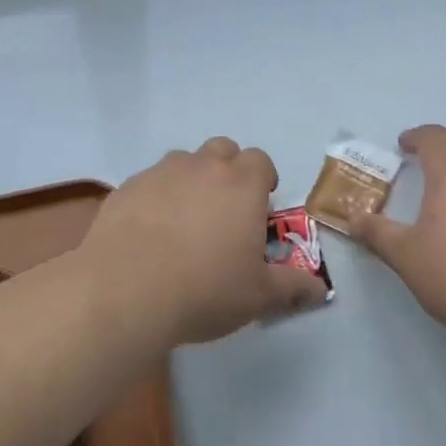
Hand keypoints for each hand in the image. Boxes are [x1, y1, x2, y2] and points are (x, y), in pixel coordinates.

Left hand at [83, 138, 329, 347]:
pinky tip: (149, 232)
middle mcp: (203, 167)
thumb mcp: (257, 296)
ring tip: (185, 220)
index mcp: (241, 184)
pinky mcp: (127, 187)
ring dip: (191, 180)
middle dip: (228, 170)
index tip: (260, 207)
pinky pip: (150, 181)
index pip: (260, 160)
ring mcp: (161, 172)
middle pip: (223, 149)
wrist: (126, 289)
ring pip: (183, 161)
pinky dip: (156, 197)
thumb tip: (319, 288)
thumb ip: (291, 287)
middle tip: (225, 210)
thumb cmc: (204, 289)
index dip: (263, 179)